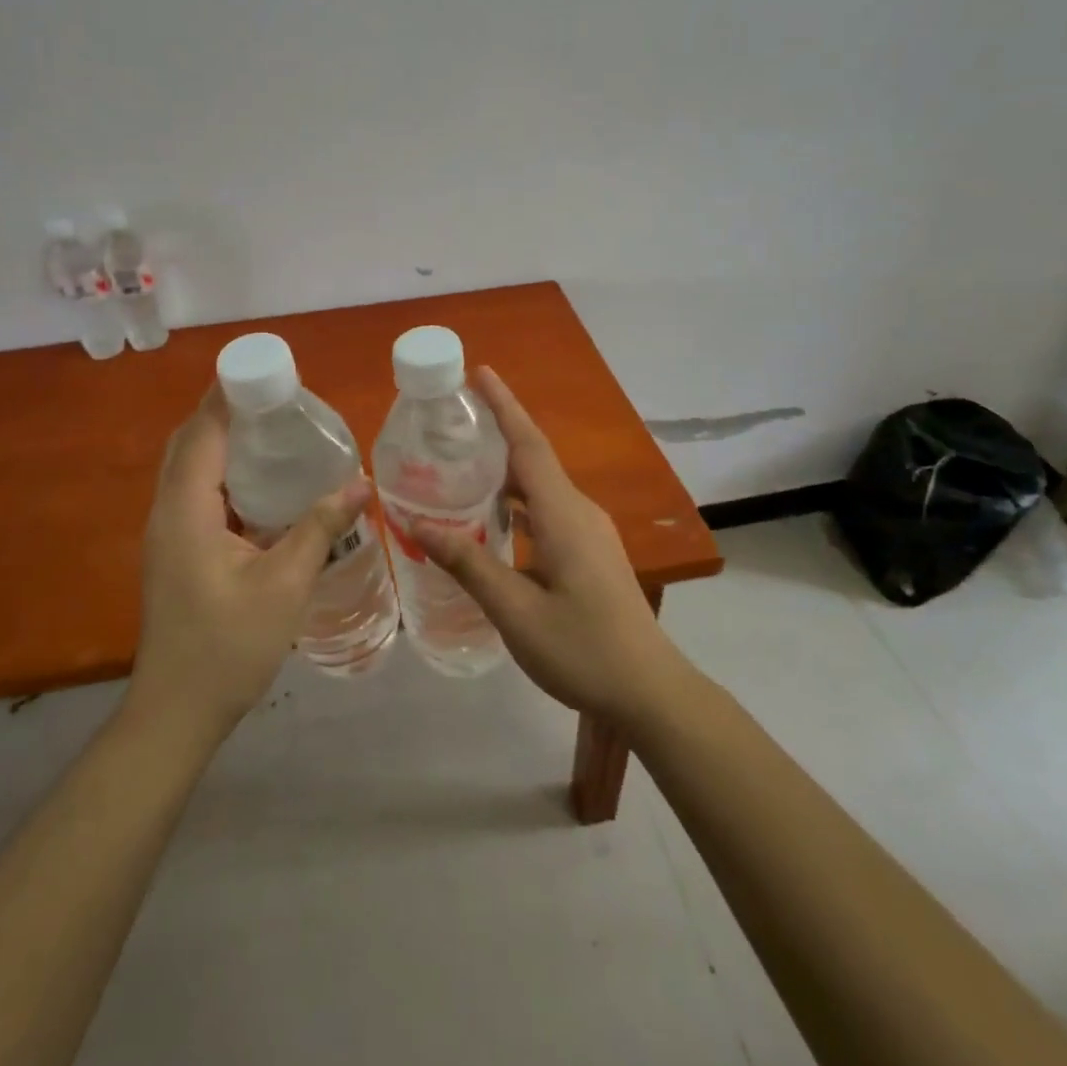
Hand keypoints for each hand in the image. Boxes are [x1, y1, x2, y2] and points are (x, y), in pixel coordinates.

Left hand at [129, 386, 370, 743]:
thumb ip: (319, 527)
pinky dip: (222, 474)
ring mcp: (167, 535)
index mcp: (186, 510)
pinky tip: (262, 485)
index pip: (202, 433)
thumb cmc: (228, 646)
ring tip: (272, 429)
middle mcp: (168, 512)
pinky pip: (195, 494)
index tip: (262, 370)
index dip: (226, 396)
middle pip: (190, 444)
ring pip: (189, 469)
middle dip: (224, 412)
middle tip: (275, 398)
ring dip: (221, 442)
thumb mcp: (285, 583)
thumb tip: (359, 483)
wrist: (177, 713)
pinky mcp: (175, 553)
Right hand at [412, 368, 682, 724]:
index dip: (504, 406)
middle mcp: (580, 512)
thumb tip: (416, 523)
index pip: (528, 445)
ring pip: (541, 488)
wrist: (650, 692)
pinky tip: (491, 521)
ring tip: (460, 468)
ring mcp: (590, 533)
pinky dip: (517, 503)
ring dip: (504, 473)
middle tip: (451, 426)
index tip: (480, 372)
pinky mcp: (591, 553)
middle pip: (533, 460)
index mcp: (564, 515)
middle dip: (496, 434)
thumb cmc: (583, 649)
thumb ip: (467, 562)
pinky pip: (548, 511)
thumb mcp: (515, 611)